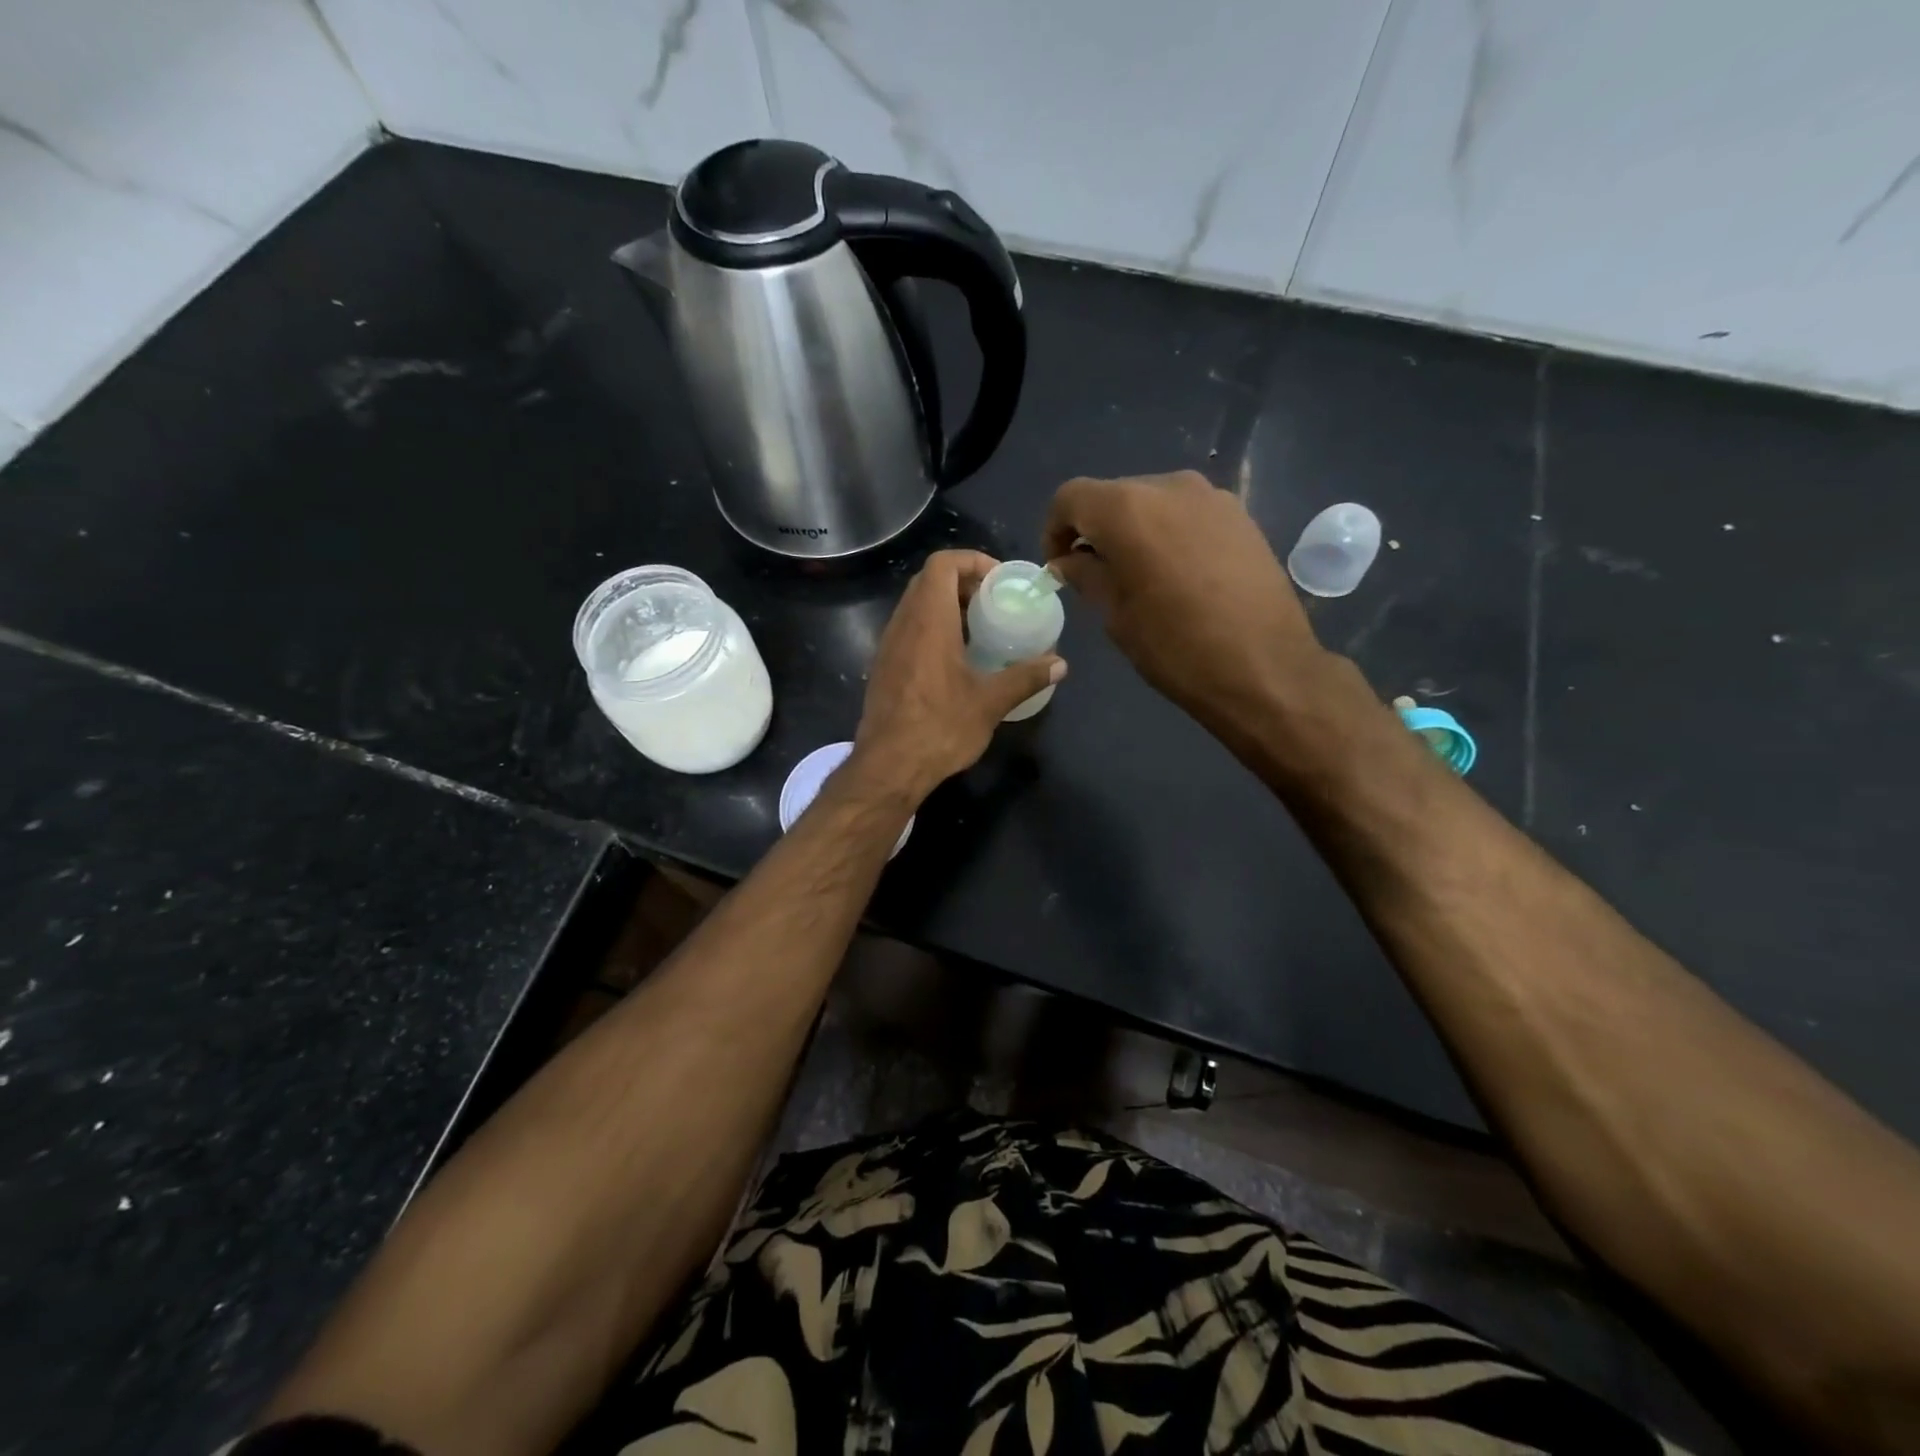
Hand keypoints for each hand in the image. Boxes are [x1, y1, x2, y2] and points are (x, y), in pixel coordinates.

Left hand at [848, 550, 1065, 802]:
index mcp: (928, 620)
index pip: (942, 563)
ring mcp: (888, 646)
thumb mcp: (990, 702)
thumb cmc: (940, 728)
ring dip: (946, 607)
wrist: (888, 767)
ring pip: (916, 606)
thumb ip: (1026, 677)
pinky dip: (932, 629)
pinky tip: (955, 660)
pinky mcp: (882, 667)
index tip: (999, 581)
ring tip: (979, 630)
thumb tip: (1060, 664)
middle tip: (994, 604)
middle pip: (929, 581)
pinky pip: (908, 630)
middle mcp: (903, 624)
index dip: (972, 560)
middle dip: (963, 583)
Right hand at [1042, 471, 1328, 729]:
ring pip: (1152, 502)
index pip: (1071, 498)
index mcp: (1128, 509)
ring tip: (1138, 576)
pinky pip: (1186, 513)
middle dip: (1095, 530)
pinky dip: (1168, 533)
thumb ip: (1086, 576)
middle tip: (1094, 575)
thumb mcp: (1116, 616)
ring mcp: (1211, 496)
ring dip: (1134, 531)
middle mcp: (1169, 486)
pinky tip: (1177, 575)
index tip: (1058, 565)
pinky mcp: (1240, 514)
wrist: (1265, 669)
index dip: (1054, 529)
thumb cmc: (1176, 648)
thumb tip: (1068, 560)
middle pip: (1113, 496)